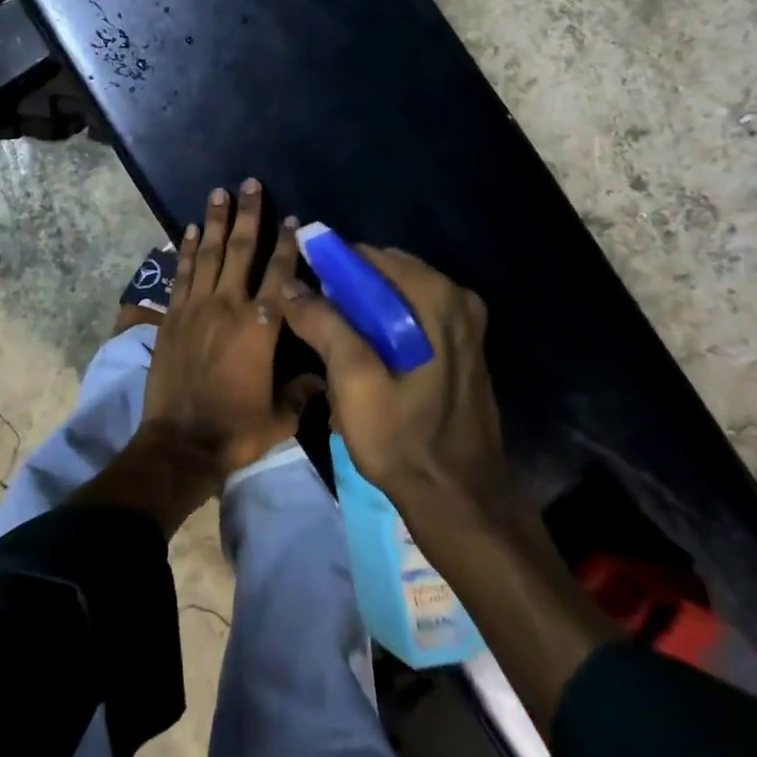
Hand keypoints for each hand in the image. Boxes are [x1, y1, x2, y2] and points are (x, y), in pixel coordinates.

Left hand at [138, 180, 319, 482]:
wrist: (180, 444)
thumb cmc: (236, 430)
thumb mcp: (281, 416)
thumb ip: (303, 390)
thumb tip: (322, 375)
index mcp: (261, 327)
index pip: (280, 274)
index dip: (288, 244)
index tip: (293, 218)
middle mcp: (228, 306)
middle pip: (240, 250)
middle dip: (247, 214)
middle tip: (249, 183)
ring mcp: (196, 308)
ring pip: (206, 254)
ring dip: (213, 221)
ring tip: (218, 192)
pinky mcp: (172, 317)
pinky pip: (180, 275)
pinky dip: (184, 250)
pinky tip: (186, 229)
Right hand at [280, 246, 505, 511]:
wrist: (460, 499)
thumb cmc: (403, 439)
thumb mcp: (353, 380)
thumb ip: (323, 323)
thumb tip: (290, 285)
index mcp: (437, 297)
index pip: (368, 257)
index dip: (328, 268)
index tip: (301, 292)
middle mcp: (458, 298)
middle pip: (385, 273)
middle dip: (346, 291)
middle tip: (316, 323)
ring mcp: (466, 323)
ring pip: (397, 296)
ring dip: (363, 311)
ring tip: (336, 345)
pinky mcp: (465, 346)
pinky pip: (414, 316)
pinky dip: (385, 325)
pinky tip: (367, 357)